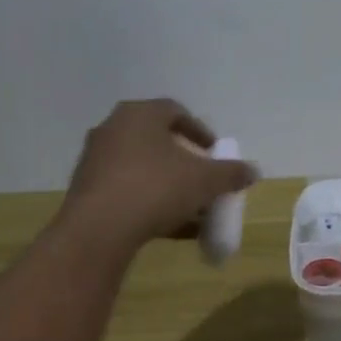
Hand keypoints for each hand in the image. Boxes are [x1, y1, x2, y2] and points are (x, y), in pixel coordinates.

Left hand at [58, 99, 257, 251]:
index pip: (174, 111)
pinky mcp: (87, 191)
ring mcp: (96, 161)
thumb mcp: (205, 180)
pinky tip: (172, 227)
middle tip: (202, 178)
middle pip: (157, 141)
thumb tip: (253, 171)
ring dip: (169, 185)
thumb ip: (231, 173)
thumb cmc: (156, 188)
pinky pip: (127, 191)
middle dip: (184, 161)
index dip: (199, 130)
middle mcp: (113, 130)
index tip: (213, 151)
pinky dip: (150, 203)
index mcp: (140, 115)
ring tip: (192, 209)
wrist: (99, 230)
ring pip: (142, 169)